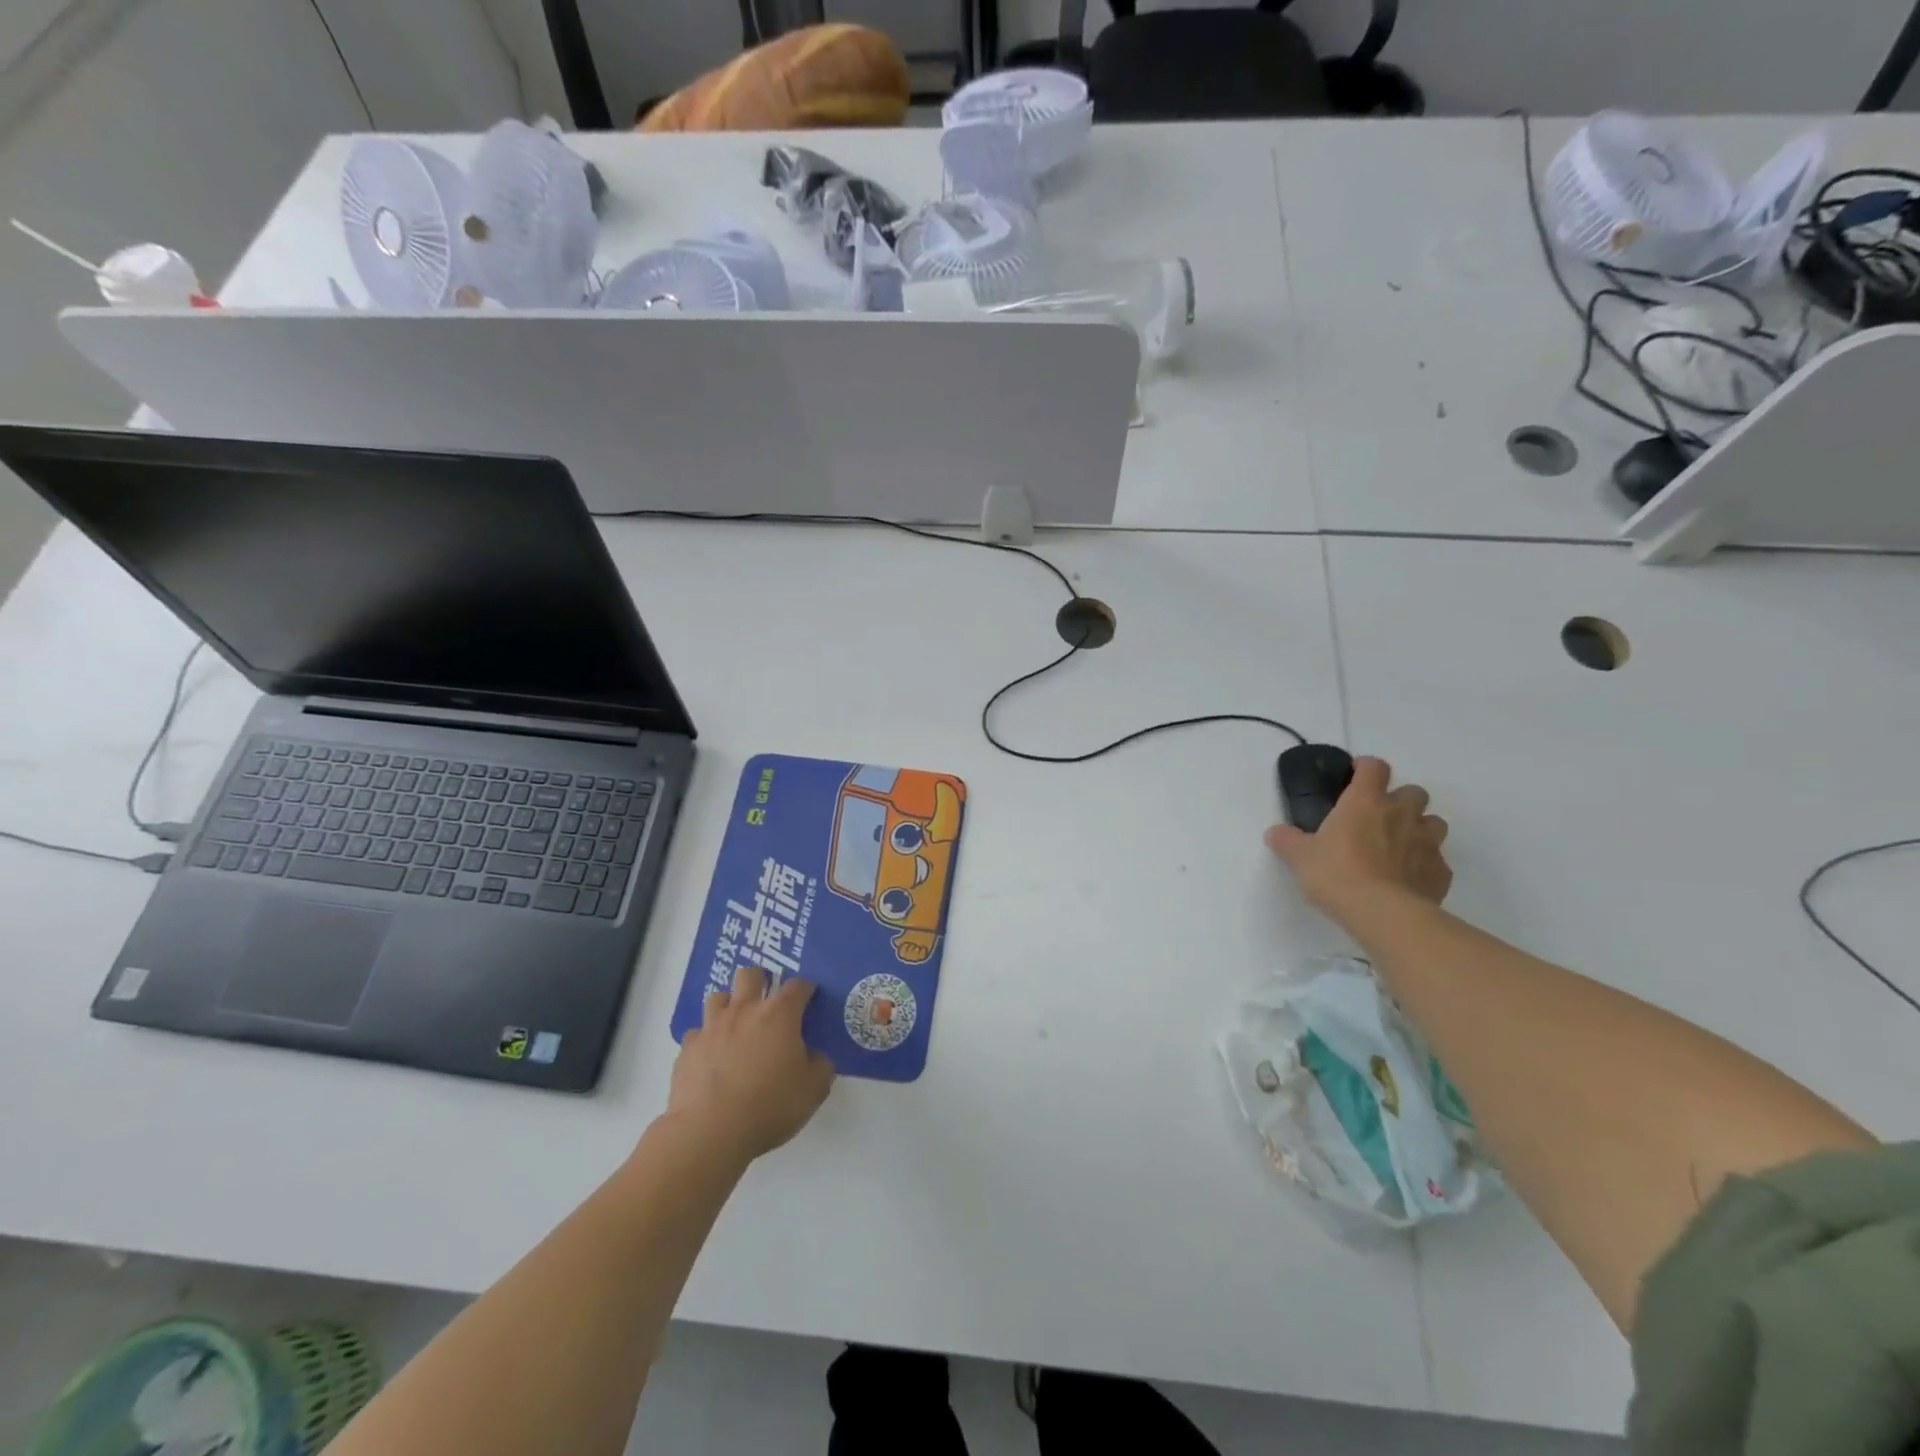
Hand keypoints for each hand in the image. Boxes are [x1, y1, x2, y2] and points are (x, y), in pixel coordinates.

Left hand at [668, 966, 835, 1163]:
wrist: (710, 1131)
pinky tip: (711, 1058)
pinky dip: (706, 1040)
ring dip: (728, 1006)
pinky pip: (697, 1034)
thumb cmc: (770, 1105)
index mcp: (779, 1014)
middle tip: (766, 1001)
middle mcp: (744, 1010)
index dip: (805, 989)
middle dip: (759, 980)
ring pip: (717, 997)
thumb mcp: (814, 1089)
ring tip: (735, 1025)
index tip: (809, 997)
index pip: (797, 986)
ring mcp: (711, 1027)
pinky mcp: (687, 1050)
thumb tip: (814, 1056)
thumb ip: (820, 1065)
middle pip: (749, 975)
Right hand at [1265, 756, 1451, 930]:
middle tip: (1379, 817)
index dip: (1366, 768)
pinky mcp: (1441, 872)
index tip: (1356, 776)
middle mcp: (1401, 814)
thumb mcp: (1299, 857)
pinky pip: (1437, 860)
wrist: (1383, 914)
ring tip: (1400, 845)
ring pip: (1434, 822)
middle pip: (1414, 791)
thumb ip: (1287, 840)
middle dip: (1400, 800)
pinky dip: (1426, 864)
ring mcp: (1427, 843)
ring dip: (1420, 828)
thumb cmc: (1337, 874)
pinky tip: (1409, 879)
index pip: (1374, 767)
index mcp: (1365, 802)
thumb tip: (1276, 833)